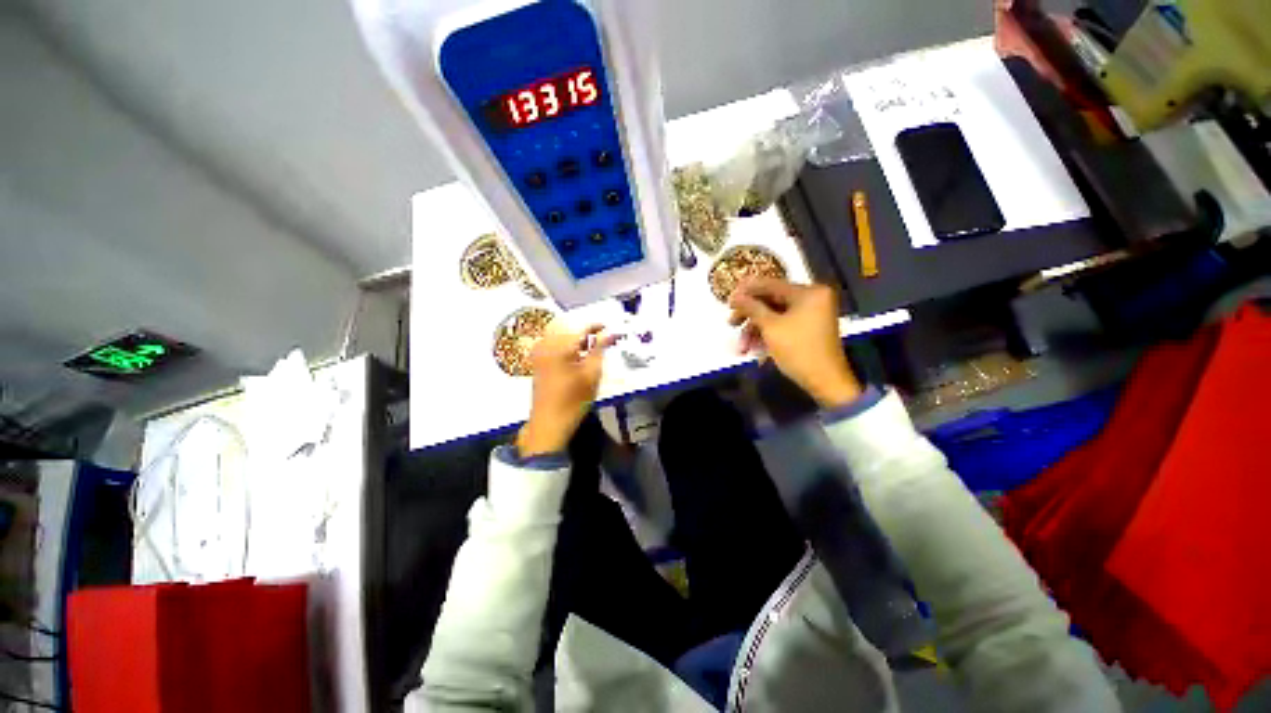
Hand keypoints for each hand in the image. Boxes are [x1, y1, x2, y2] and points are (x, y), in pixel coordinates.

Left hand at [516, 324, 617, 456]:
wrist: (549, 423)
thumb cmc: (573, 400)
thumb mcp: (592, 373)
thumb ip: (600, 349)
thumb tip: (609, 333)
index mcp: (560, 345)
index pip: (582, 326)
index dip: (598, 326)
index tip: (611, 329)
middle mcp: (546, 344)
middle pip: (570, 328)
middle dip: (587, 331)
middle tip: (603, 340)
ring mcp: (539, 353)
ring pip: (561, 335)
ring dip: (577, 339)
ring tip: (592, 349)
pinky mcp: (538, 361)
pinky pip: (554, 344)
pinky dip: (567, 346)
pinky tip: (578, 357)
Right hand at [728, 278, 861, 408]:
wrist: (826, 382)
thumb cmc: (798, 350)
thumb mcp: (771, 327)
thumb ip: (751, 307)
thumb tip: (734, 295)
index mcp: (809, 292)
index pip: (771, 284)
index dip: (747, 291)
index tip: (728, 299)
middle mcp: (812, 299)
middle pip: (771, 301)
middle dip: (750, 316)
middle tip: (731, 323)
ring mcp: (811, 315)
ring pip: (774, 316)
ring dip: (755, 330)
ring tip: (742, 347)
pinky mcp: (808, 329)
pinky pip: (782, 326)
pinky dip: (767, 335)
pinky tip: (754, 350)